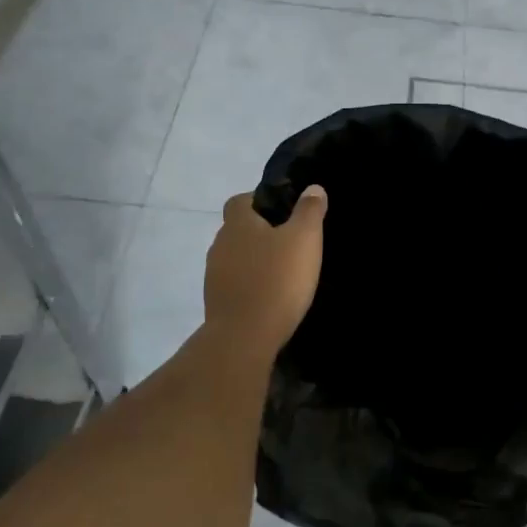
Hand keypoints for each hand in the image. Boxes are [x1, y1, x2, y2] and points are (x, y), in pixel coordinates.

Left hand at [204, 186, 327, 353]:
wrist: (244, 338)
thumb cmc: (277, 279)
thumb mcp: (304, 239)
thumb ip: (309, 210)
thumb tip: (312, 188)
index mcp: (237, 224)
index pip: (239, 201)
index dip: (258, 201)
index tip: (282, 211)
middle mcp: (220, 245)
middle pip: (237, 230)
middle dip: (259, 232)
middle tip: (289, 241)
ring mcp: (214, 276)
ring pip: (235, 258)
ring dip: (254, 261)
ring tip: (282, 271)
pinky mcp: (216, 303)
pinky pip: (235, 284)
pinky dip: (250, 285)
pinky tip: (270, 296)